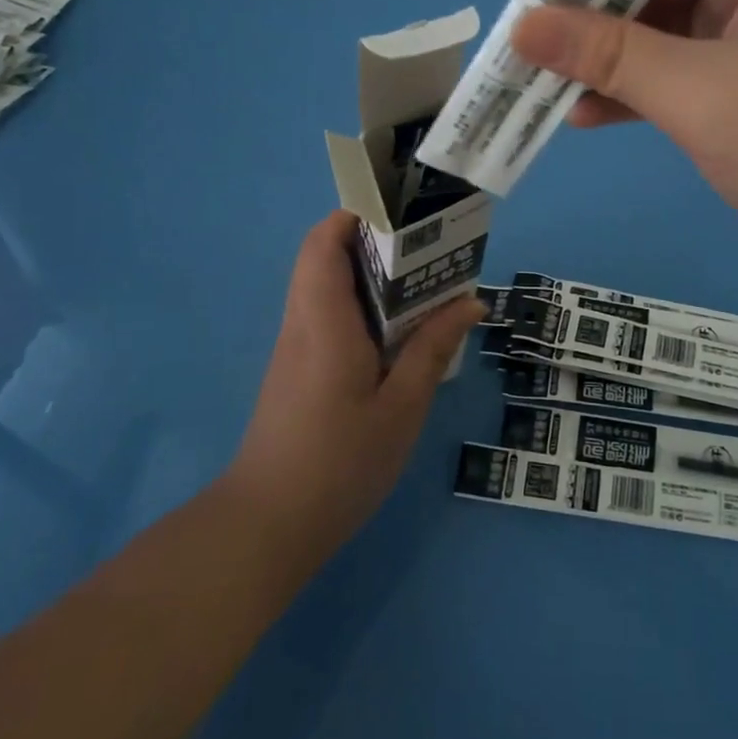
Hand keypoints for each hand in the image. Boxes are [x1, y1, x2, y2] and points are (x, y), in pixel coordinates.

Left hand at [227, 212, 484, 574]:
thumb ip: (433, 349)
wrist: (267, 527)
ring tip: (424, 284)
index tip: (401, 212)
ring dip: (369, 275)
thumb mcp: (401, 408)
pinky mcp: (297, 371)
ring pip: (326, 286)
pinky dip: (362, 306)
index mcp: (324, 321)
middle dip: (373, 240)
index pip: (323, 242)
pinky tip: (399, 333)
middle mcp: (303, 323)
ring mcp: (296, 348)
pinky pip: (328, 316)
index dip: (355, 214)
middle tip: (427, 247)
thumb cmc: (338, 463)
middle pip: (325, 257)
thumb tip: (470, 301)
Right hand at [511, 0, 737, 304]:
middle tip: (526, 29)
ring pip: (667, 40)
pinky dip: (635, 97)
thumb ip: (611, 54)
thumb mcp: (701, 92)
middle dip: (596, 12)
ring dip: (608, 60)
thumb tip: (524, 24)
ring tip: (539, 74)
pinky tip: (584, 114)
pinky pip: (679, 85)